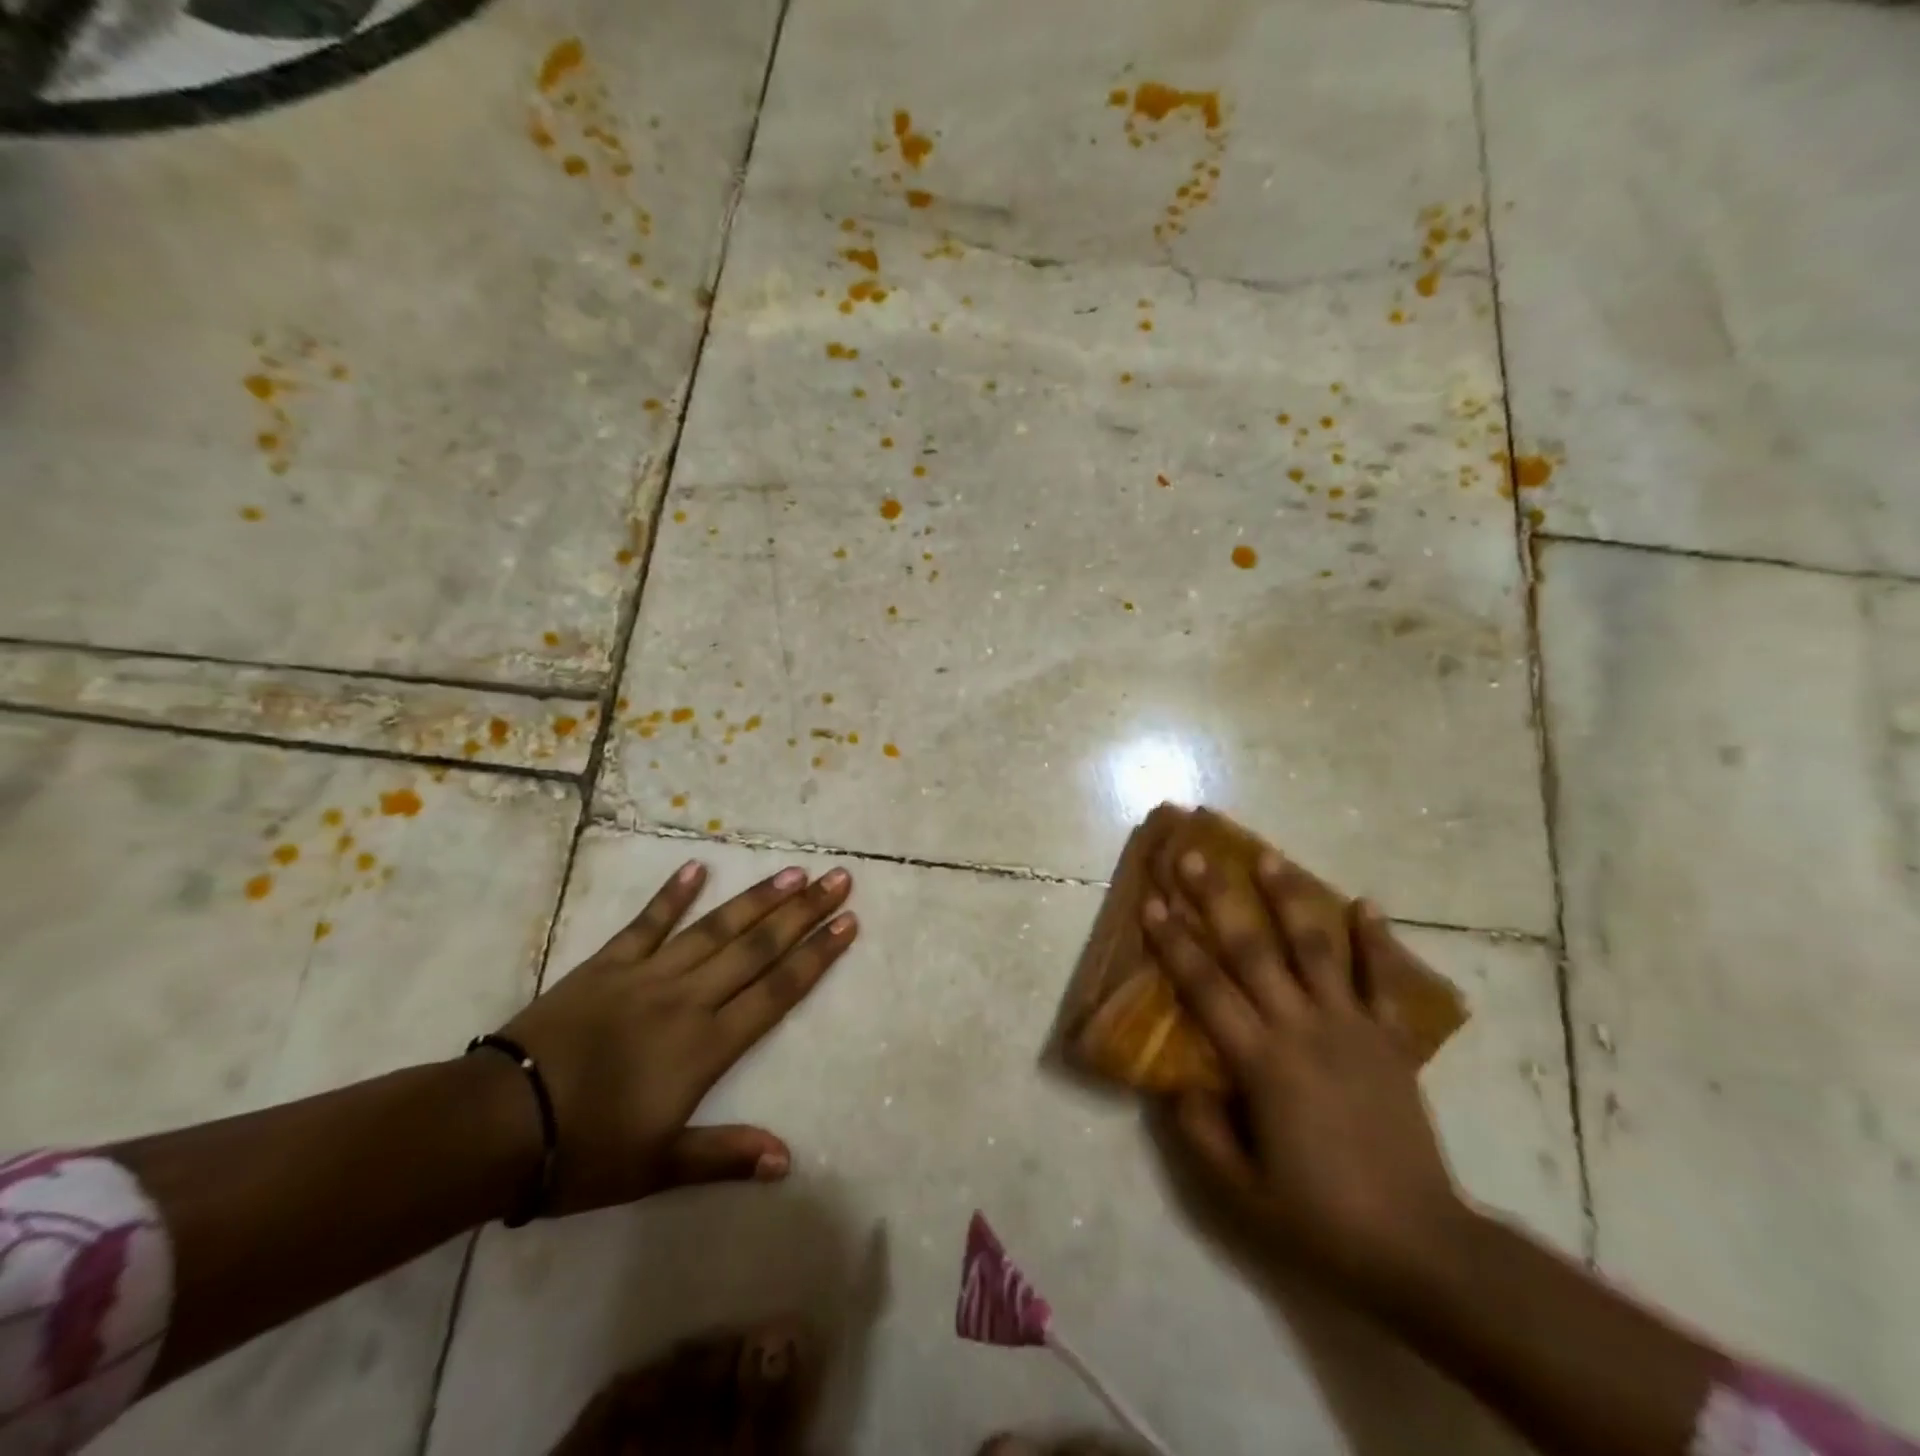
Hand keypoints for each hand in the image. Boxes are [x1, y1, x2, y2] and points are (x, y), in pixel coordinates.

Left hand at [498, 859, 856, 1215]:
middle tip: (838, 879)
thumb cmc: (582, 1152)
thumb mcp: (657, 1168)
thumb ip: (724, 1157)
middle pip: (757, 948)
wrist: (495, 1125)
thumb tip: (787, 1160)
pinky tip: (697, 867)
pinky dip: (672, 894)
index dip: (816, 955)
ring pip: (714, 928)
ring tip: (793, 872)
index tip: (848, 922)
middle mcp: (687, 999)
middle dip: (802, 912)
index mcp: (705, 1046)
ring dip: (757, 899)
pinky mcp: (606, 965)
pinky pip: (646, 922)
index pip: (777, 991)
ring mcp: (646, 975)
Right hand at [1142, 848, 1465, 1301]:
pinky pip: (1382, 982)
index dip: (1174, 942)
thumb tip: (1176, 1082)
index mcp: (1261, 1062)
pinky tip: (1365, 902)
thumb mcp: (1240, 1190)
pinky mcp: (1391, 1041)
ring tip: (1268, 856)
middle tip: (1196, 856)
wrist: (1421, 1246)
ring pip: (1315, 948)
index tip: (1153, 901)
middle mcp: (1302, 1028)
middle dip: (1219, 899)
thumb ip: (1200, 1130)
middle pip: (1252, 950)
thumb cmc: (1320, 1217)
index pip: (1205, 987)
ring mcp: (1351, 1028)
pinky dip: (1375, 940)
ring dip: (1289, 898)